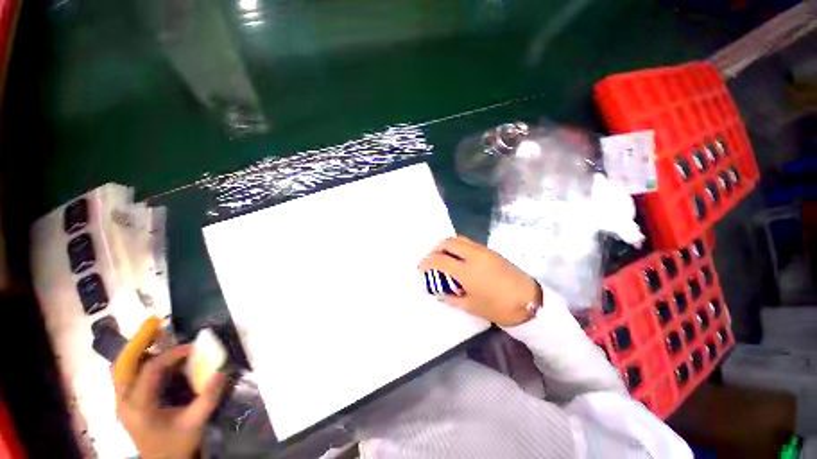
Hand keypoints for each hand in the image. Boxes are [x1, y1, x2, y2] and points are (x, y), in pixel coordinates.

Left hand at [114, 344, 225, 458]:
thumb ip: (209, 397)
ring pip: (121, 368)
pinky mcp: (126, 402)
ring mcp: (121, 402)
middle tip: (156, 323)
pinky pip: (127, 374)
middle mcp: (124, 402)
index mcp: (139, 407)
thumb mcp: (196, 422)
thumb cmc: (178, 444)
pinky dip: (138, 360)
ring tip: (154, 334)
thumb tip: (222, 370)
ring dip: (137, 349)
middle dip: (139, 342)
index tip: (192, 347)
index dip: (171, 354)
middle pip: (123, 365)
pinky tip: (153, 355)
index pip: (150, 371)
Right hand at [419, 236, 541, 326]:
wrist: (530, 301)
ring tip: (444, 256)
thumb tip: (439, 292)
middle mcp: (473, 255)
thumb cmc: (499, 307)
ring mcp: (483, 250)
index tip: (420, 267)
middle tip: (432, 259)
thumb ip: (451, 298)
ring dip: (447, 245)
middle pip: (448, 243)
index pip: (439, 260)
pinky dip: (458, 246)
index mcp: (467, 271)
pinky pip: (469, 242)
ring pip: (459, 239)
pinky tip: (459, 257)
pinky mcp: (490, 250)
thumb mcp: (471, 306)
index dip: (426, 262)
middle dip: (436, 248)